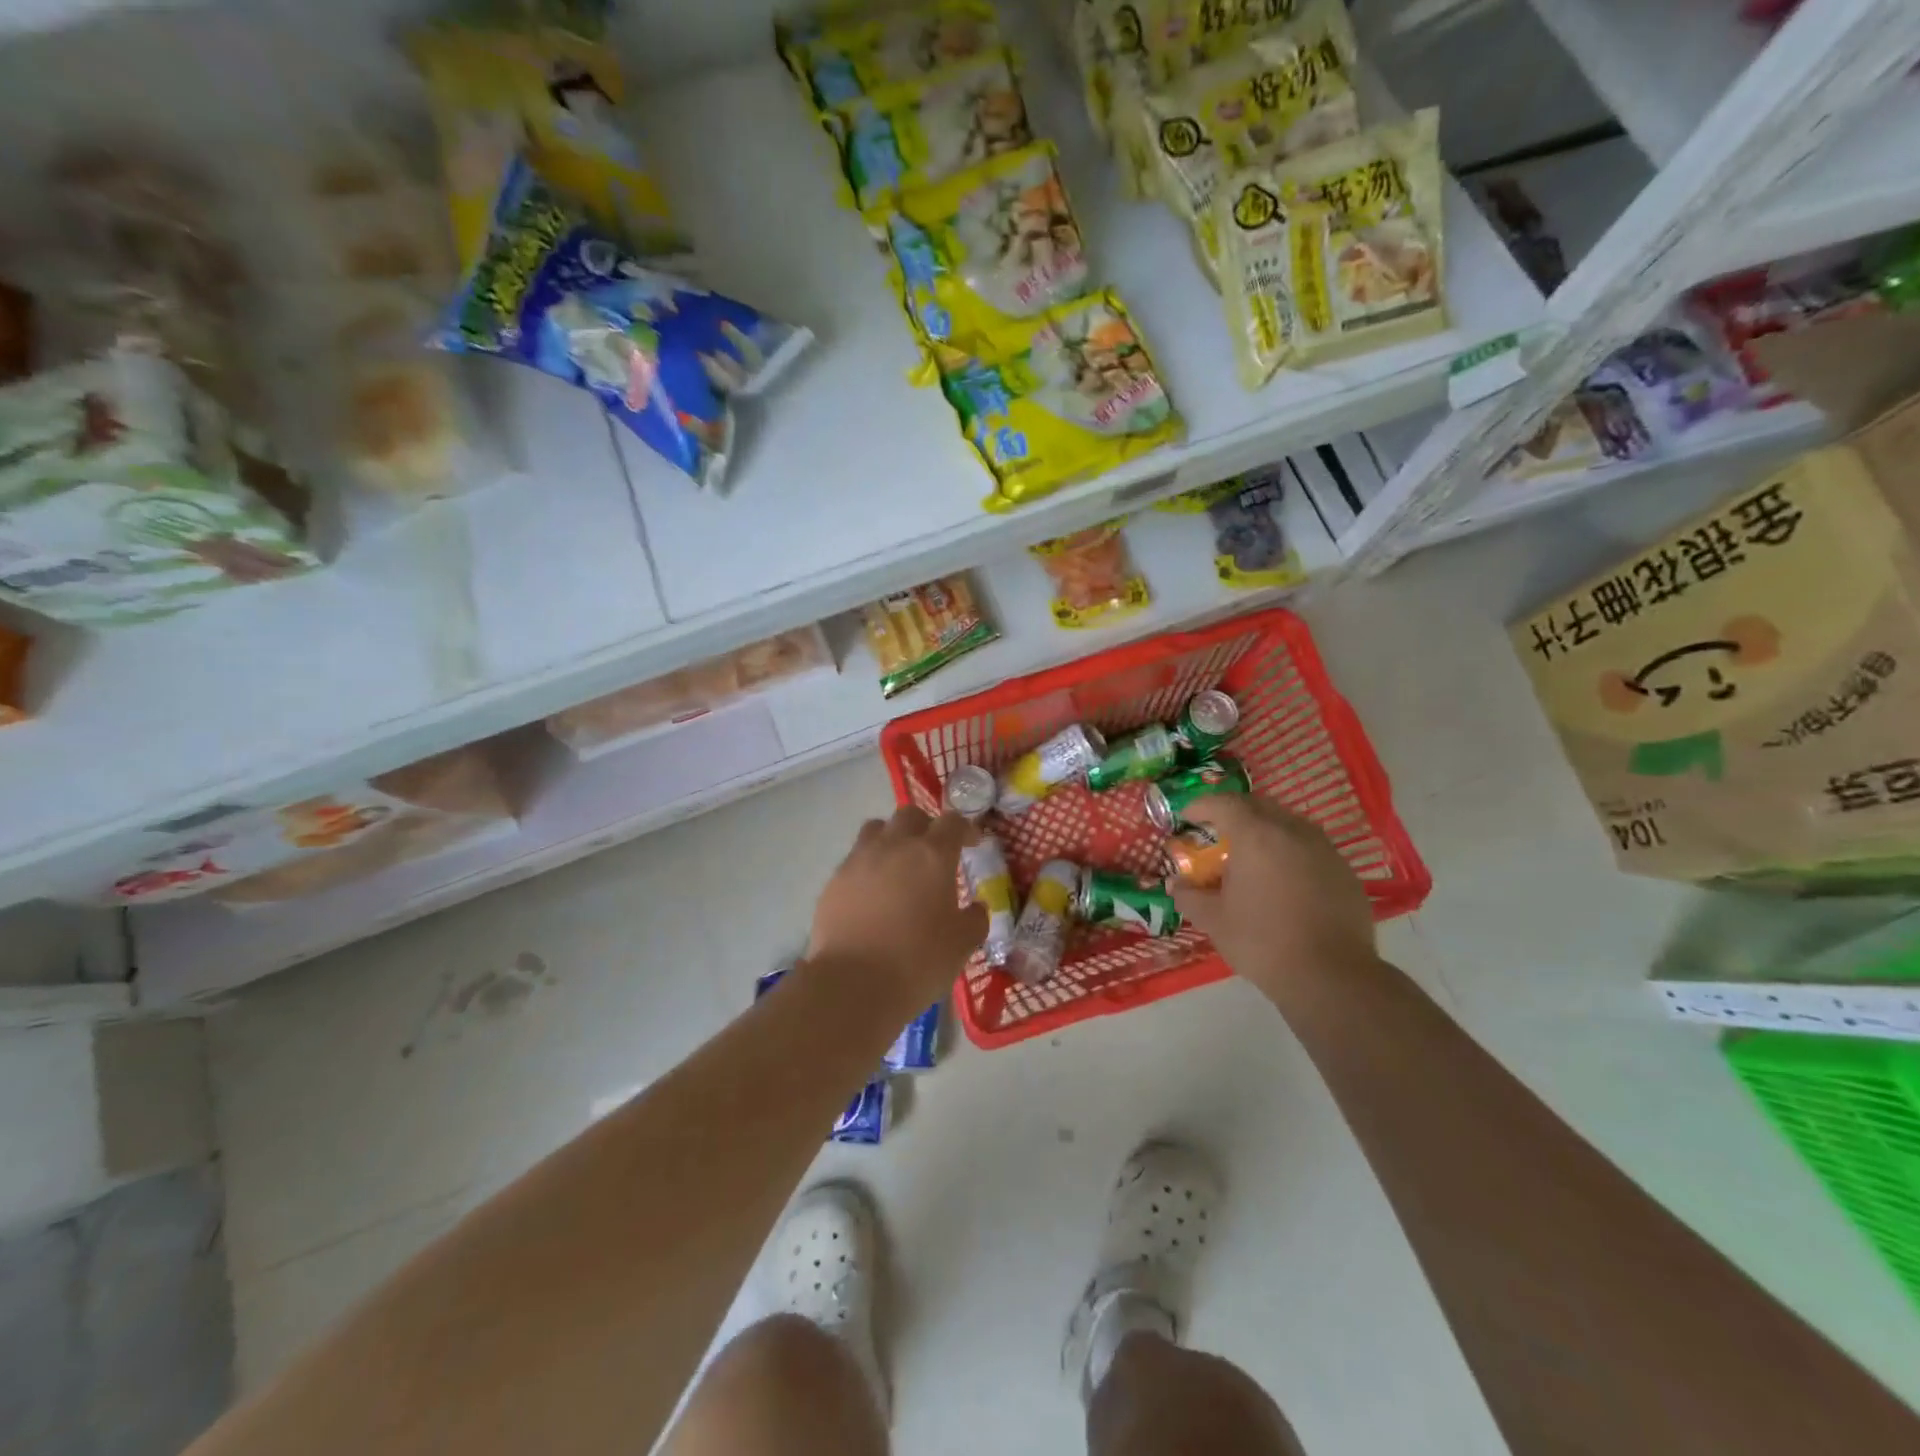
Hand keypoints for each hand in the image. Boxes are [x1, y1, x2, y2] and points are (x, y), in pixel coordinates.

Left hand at [807, 807, 987, 1000]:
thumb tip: (975, 907)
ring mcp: (859, 860)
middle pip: (910, 815)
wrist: (853, 983)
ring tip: (898, 864)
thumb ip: (974, 919)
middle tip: (934, 851)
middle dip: (926, 826)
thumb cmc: (918, 961)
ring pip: (876, 829)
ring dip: (891, 838)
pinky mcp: (834, 880)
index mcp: (932, 855)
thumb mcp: (962, 944)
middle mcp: (895, 846)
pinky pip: (854, 859)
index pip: (952, 822)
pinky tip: (872, 894)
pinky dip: (868, 867)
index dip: (965, 829)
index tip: (972, 843)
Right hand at [1169, 795, 1376, 994]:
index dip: (1201, 806)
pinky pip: (1311, 846)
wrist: (1330, 977)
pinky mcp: (1345, 870)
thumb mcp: (1214, 920)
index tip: (1187, 817)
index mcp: (1256, 836)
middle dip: (1234, 812)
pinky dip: (1290, 850)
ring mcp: (1324, 849)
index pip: (1224, 803)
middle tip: (1218, 831)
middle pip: (1259, 805)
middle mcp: (1292, 831)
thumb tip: (1176, 884)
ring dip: (1265, 829)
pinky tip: (1284, 879)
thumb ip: (1190, 896)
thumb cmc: (1262, 942)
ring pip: (1289, 823)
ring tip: (1252, 854)